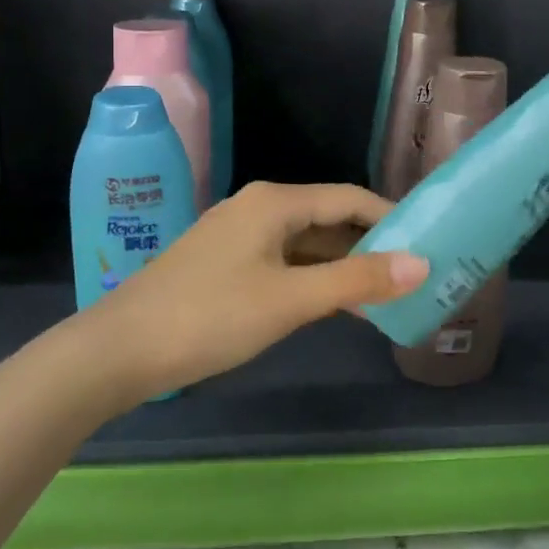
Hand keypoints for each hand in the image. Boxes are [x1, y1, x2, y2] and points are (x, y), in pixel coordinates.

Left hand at [78, 181, 428, 399]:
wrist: (119, 350)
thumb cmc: (210, 316)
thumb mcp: (290, 300)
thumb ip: (356, 281)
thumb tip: (421, 264)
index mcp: (275, 202)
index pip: (350, 198)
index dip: (391, 218)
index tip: (429, 243)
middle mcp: (259, 207)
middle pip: (329, 218)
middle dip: (370, 246)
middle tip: (413, 276)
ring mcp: (239, 235)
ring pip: (306, 244)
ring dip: (342, 267)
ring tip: (385, 297)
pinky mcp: (226, 263)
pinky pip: (284, 262)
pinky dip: (313, 280)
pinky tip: (334, 306)